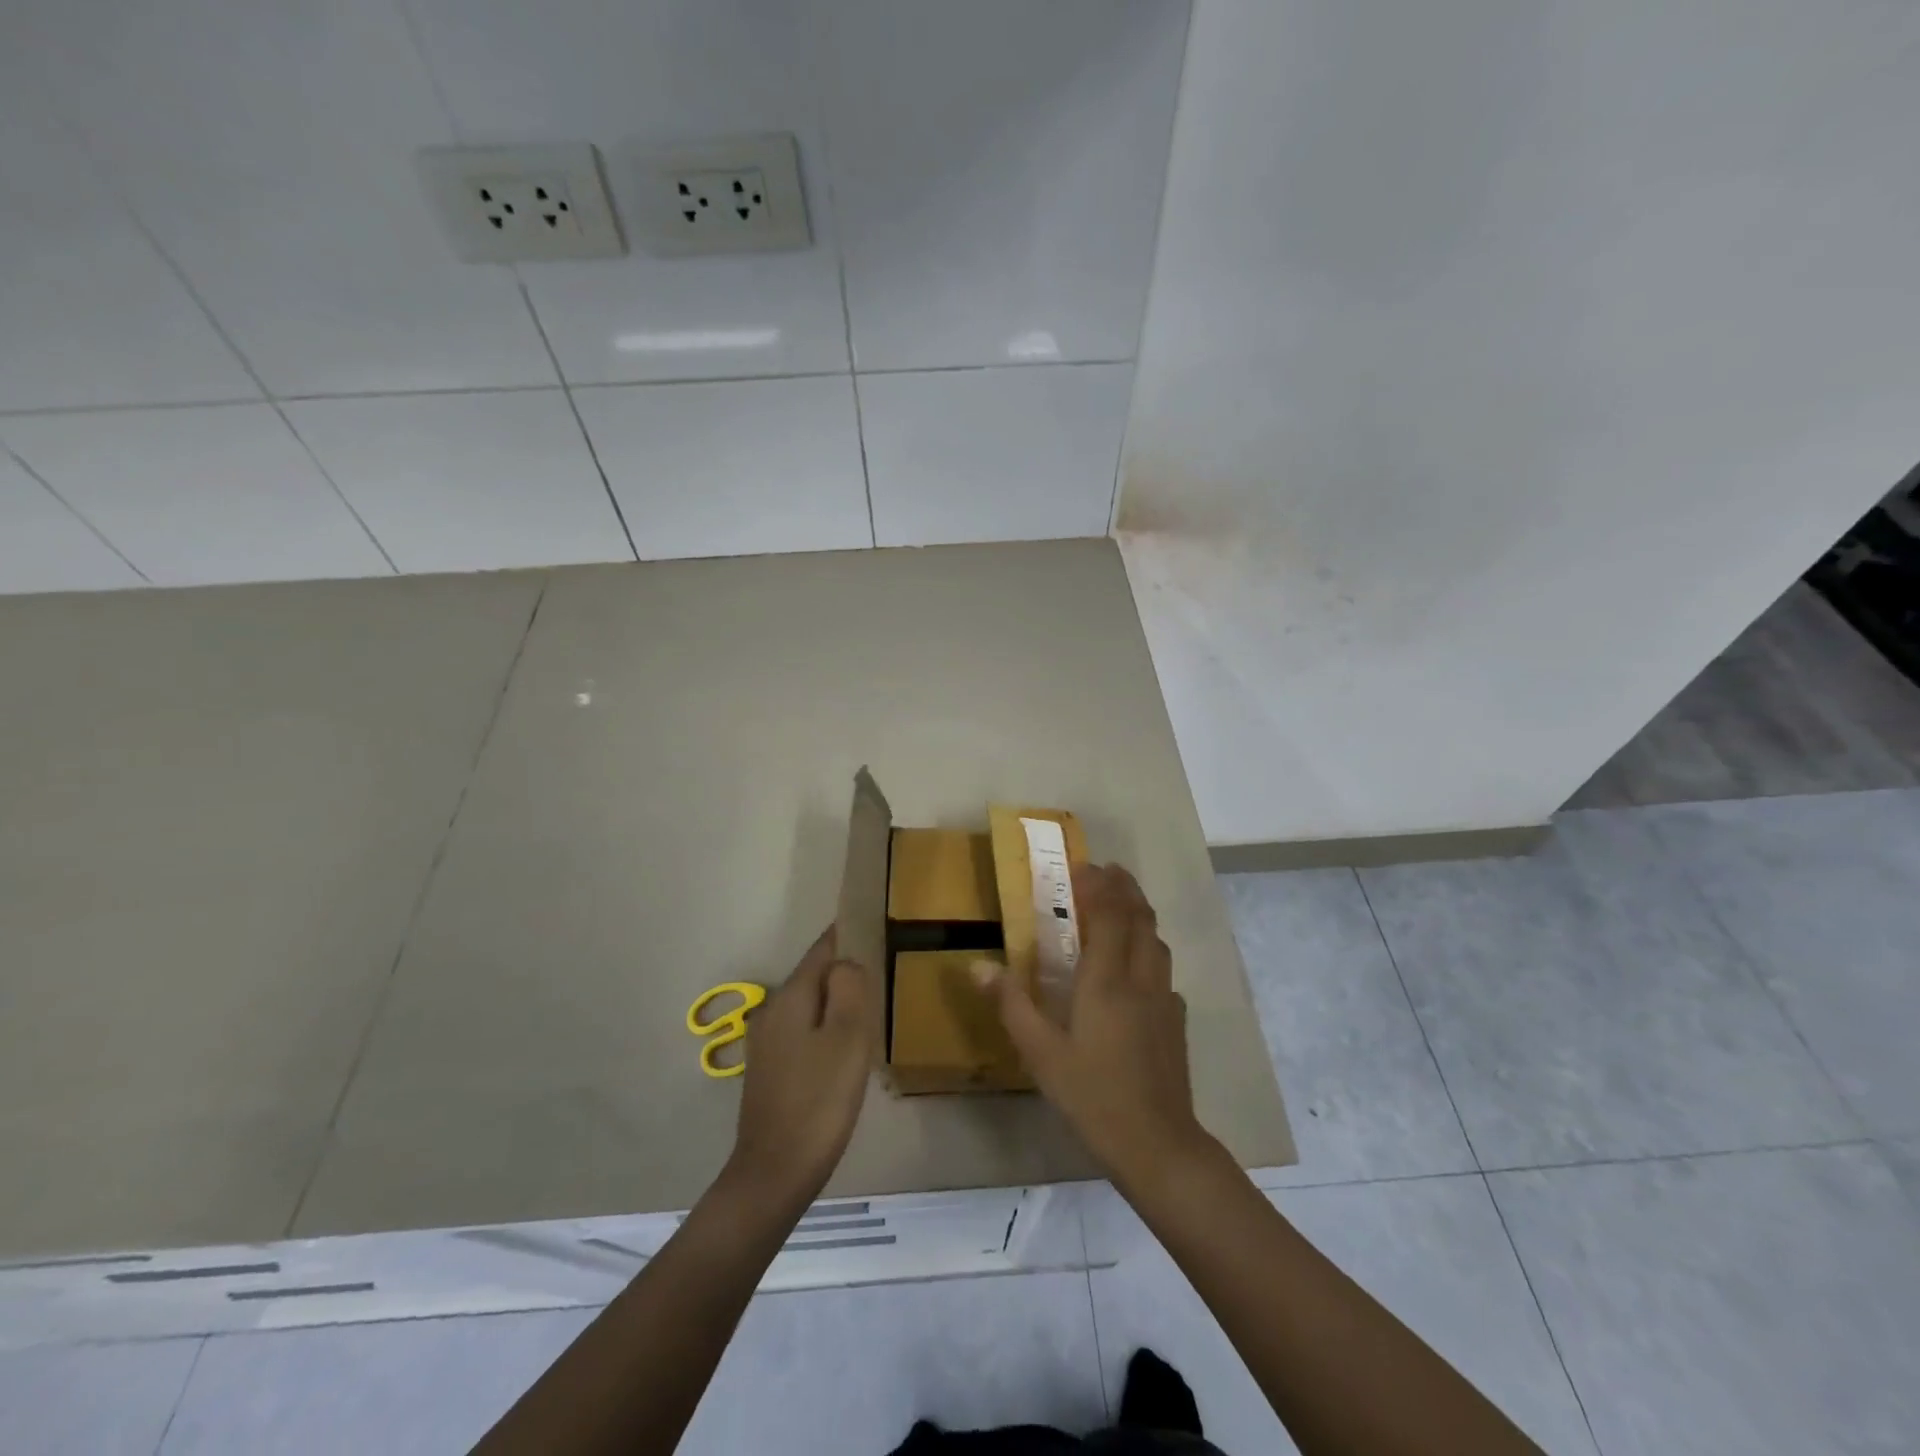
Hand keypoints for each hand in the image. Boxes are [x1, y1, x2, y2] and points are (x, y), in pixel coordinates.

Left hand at [727, 927, 870, 1210]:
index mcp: (791, 998)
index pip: (821, 950)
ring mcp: (766, 1043)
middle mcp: (772, 1012)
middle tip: (881, 970)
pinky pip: (803, 1031)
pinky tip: (843, 1048)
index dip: (846, 934)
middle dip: (844, 970)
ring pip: (809, 1006)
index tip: (872, 922)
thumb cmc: (819, 1102)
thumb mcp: (848, 1039)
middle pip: (814, 977)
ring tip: (869, 1007)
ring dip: (835, 1002)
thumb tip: (847, 961)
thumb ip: (849, 989)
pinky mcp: (768, 1070)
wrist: (774, 1173)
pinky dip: (824, 1027)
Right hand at [976, 863, 1214, 1191]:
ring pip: (1156, 940)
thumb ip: (1011, 1004)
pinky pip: (1163, 969)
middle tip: (1106, 871)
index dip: (1099, 885)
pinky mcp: (1176, 1020)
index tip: (1083, 866)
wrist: (1158, 1144)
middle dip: (1125, 888)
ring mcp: (1164, 999)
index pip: (1109, 914)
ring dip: (1140, 913)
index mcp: (1107, 979)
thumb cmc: (1093, 1095)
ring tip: (1122, 905)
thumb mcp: (1041, 1053)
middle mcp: (1140, 978)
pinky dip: (1149, 949)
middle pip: (1140, 918)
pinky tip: (1138, 968)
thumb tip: (977, 965)